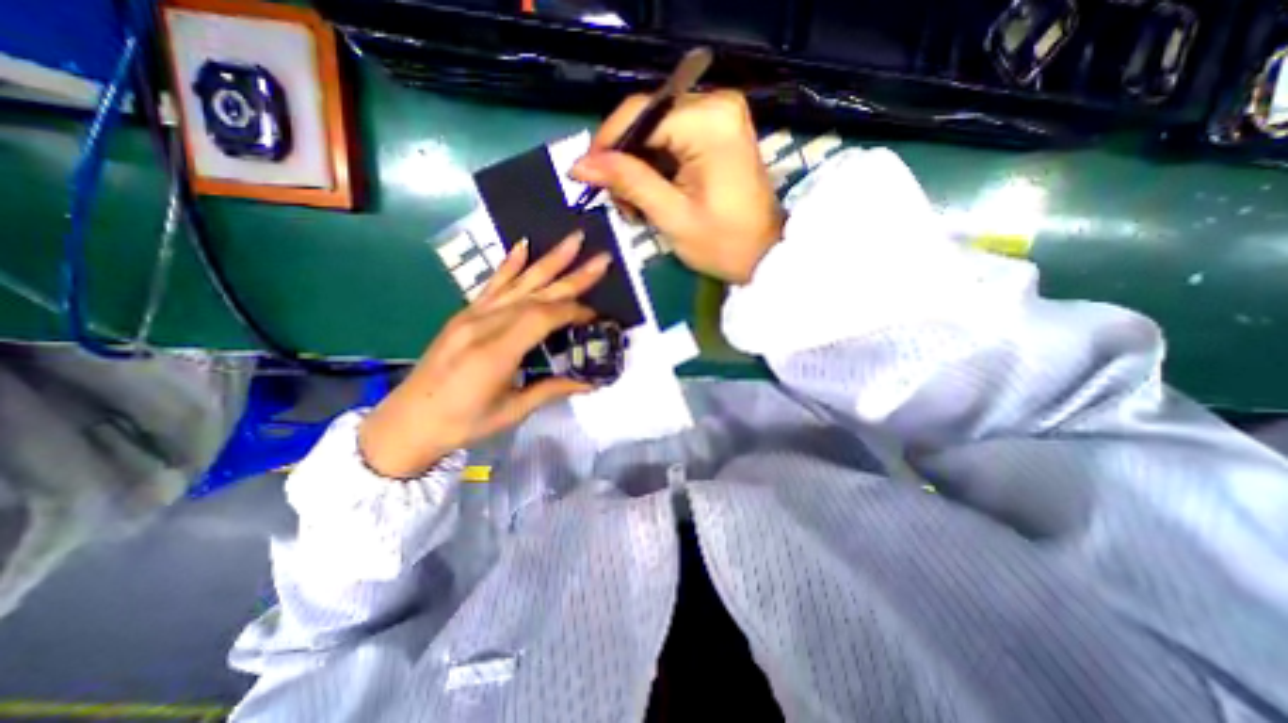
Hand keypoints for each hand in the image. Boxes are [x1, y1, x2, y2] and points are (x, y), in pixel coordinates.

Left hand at [357, 231, 609, 479]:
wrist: (407, 422)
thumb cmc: (462, 423)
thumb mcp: (512, 411)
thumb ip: (552, 389)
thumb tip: (591, 382)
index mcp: (496, 352)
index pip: (543, 317)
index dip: (573, 311)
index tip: (596, 315)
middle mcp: (484, 325)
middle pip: (537, 293)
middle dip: (573, 275)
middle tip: (602, 259)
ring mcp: (472, 316)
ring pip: (519, 282)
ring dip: (549, 260)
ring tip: (574, 240)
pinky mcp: (465, 314)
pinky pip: (492, 284)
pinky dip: (510, 264)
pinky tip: (523, 246)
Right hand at [576, 87, 784, 280]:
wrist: (764, 256)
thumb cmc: (723, 244)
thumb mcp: (671, 216)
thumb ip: (628, 182)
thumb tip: (579, 164)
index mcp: (709, 121)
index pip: (639, 114)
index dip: (607, 144)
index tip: (587, 177)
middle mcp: (717, 104)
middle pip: (647, 119)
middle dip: (625, 160)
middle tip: (620, 202)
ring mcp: (721, 116)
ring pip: (656, 130)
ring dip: (639, 167)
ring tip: (636, 206)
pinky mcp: (720, 132)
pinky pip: (673, 138)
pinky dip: (657, 166)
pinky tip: (653, 195)